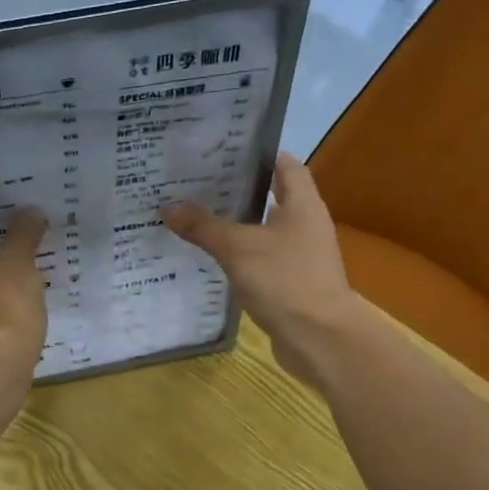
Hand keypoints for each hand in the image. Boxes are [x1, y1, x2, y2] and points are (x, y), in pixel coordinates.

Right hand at [161, 153, 368, 384]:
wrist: (319, 338)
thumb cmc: (284, 281)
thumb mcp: (237, 249)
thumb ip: (203, 226)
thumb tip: (168, 207)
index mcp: (303, 205)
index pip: (284, 164)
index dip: (256, 154)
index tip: (222, 151)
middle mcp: (306, 224)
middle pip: (273, 196)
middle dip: (238, 190)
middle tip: (198, 184)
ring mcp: (301, 256)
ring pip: (265, 230)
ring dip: (237, 225)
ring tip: (198, 217)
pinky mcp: (292, 282)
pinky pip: (263, 259)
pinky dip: (241, 255)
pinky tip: (213, 259)